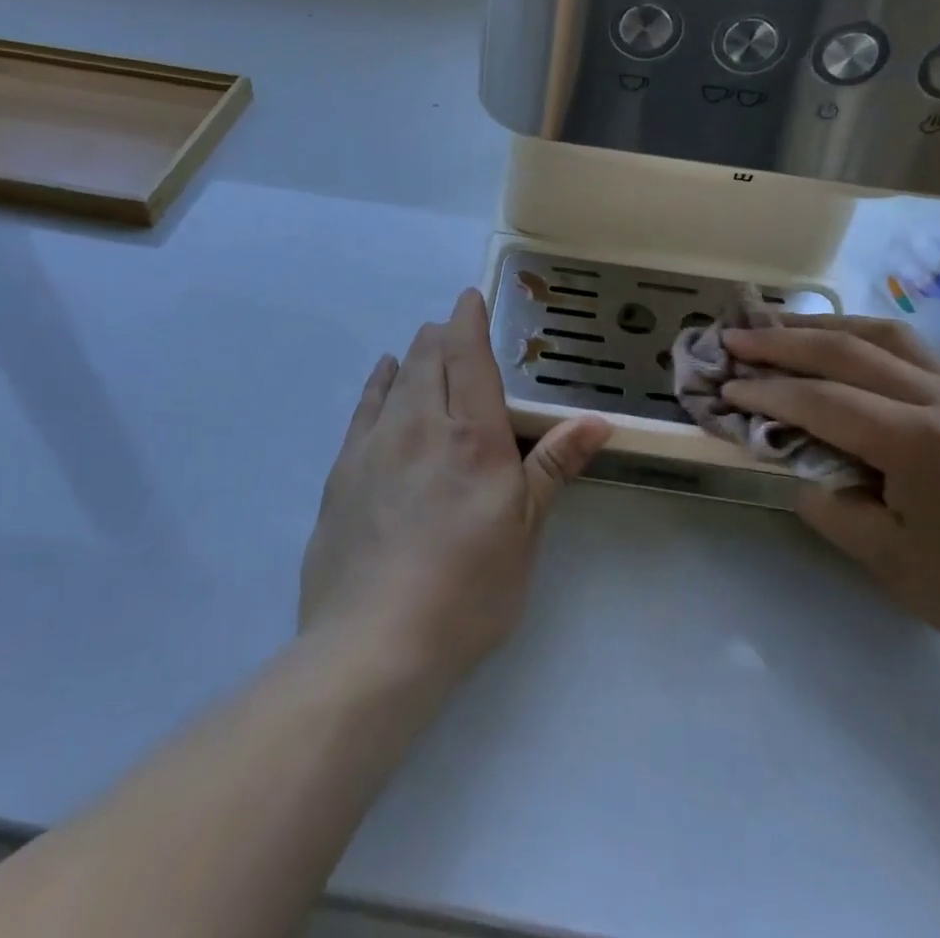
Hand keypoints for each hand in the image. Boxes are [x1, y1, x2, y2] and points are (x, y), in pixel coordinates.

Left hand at [301, 289, 610, 685]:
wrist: (373, 643)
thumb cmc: (467, 590)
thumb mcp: (524, 532)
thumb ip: (553, 467)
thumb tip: (596, 421)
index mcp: (473, 436)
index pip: (469, 355)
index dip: (469, 319)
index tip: (470, 297)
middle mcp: (421, 424)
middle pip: (430, 356)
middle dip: (444, 333)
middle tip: (456, 330)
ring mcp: (375, 444)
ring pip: (397, 376)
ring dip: (415, 354)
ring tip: (426, 347)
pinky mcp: (343, 470)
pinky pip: (365, 406)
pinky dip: (381, 382)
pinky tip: (386, 377)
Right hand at [722, 316, 939, 680]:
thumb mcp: (887, 560)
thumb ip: (828, 500)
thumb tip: (795, 459)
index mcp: (921, 443)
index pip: (822, 401)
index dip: (767, 392)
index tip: (724, 386)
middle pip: (847, 350)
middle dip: (782, 341)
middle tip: (734, 336)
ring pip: (883, 334)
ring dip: (824, 326)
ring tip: (779, 326)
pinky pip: (912, 351)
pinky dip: (863, 339)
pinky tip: (841, 348)